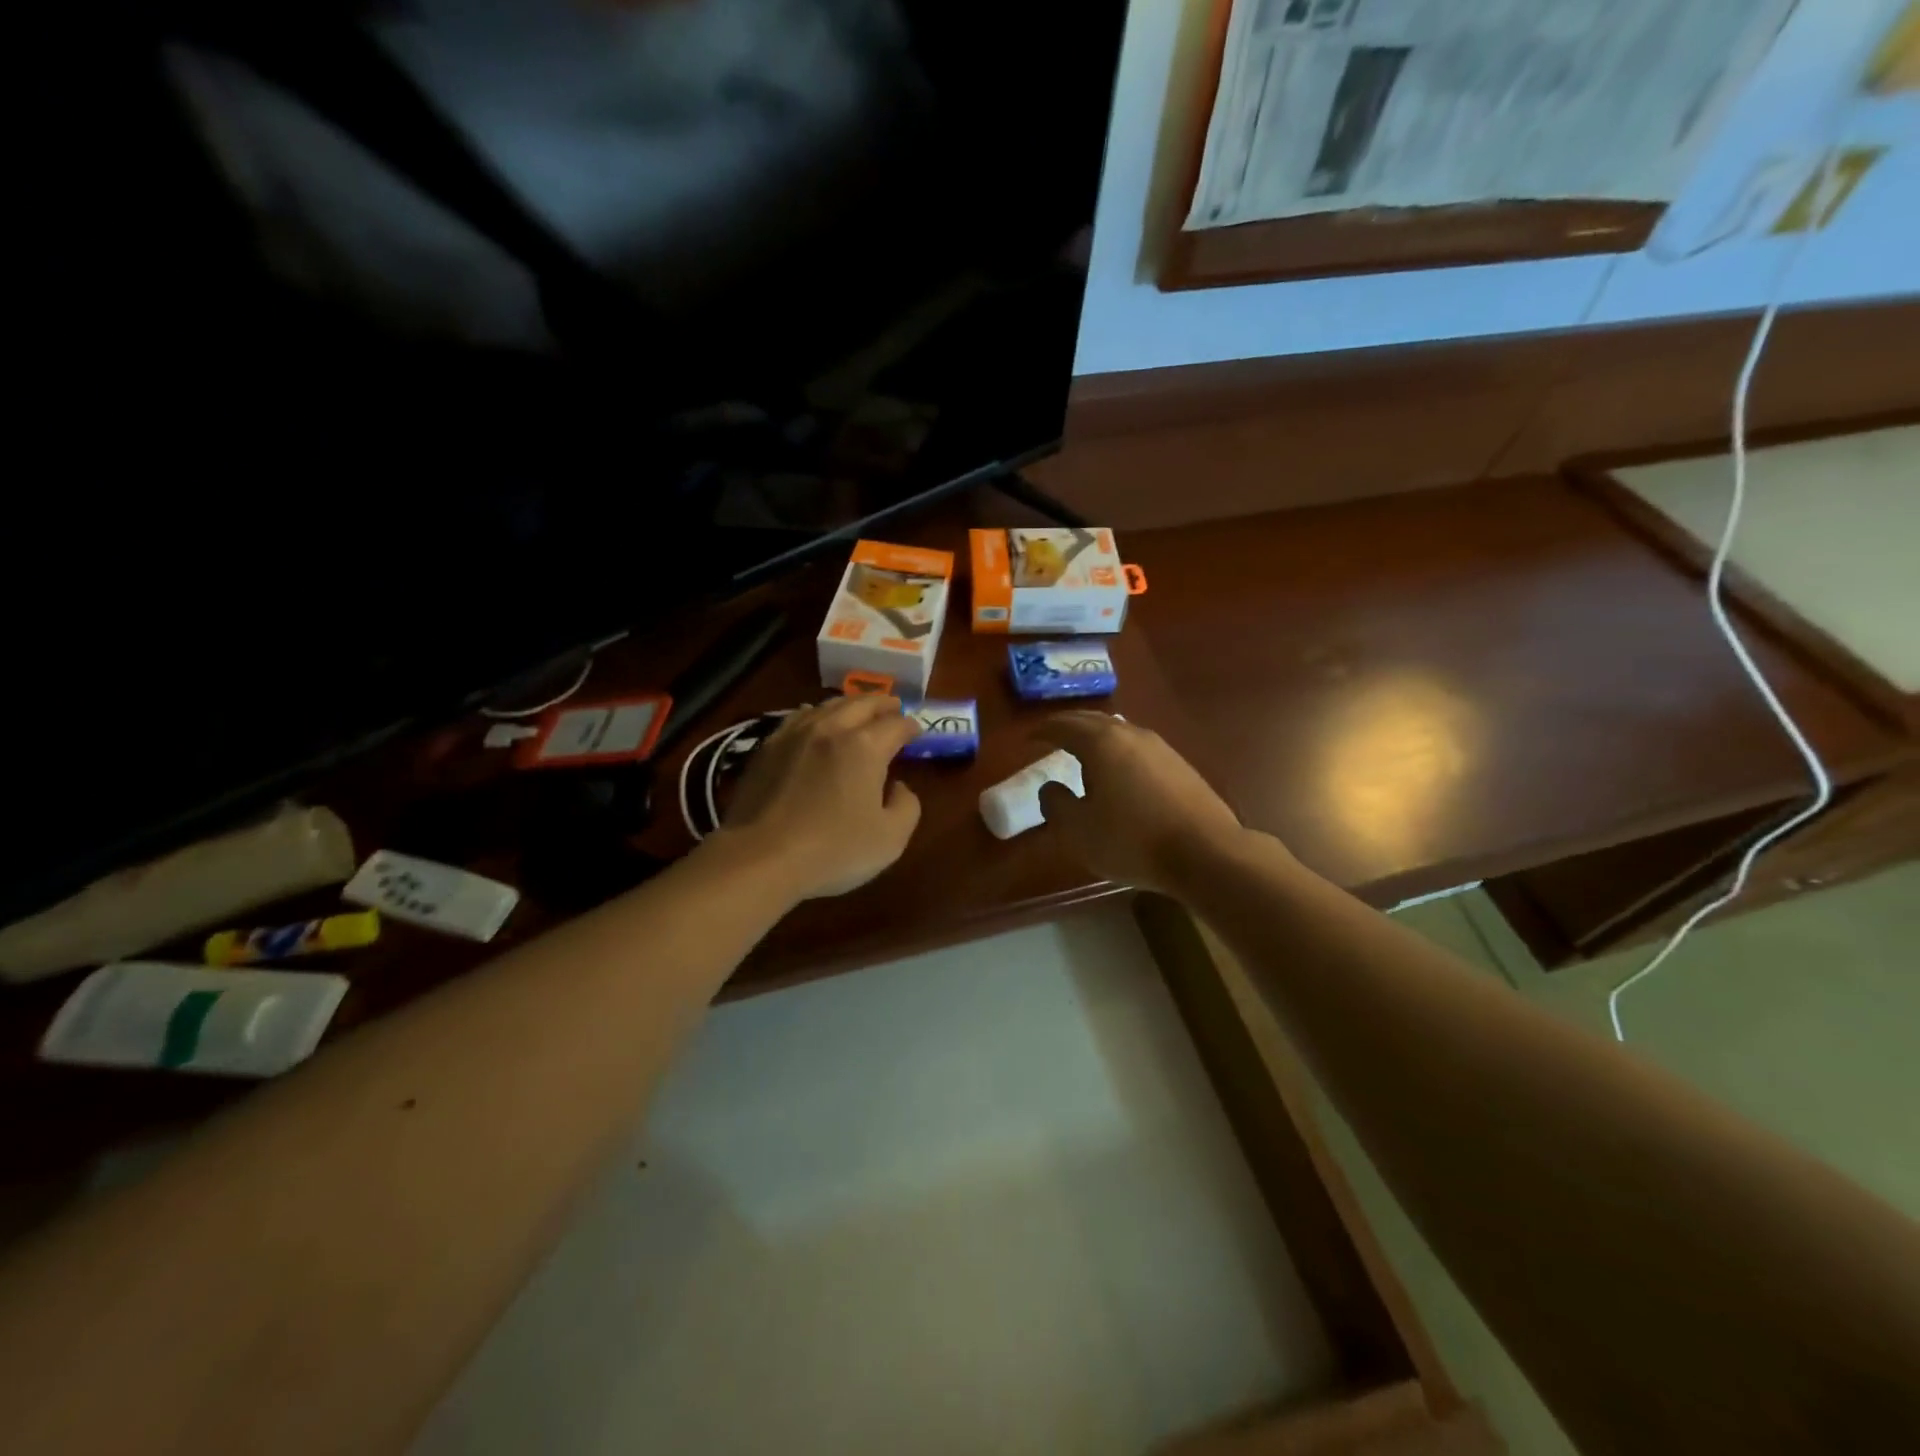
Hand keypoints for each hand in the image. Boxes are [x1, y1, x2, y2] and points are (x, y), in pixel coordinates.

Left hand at [711, 696, 923, 899]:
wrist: (760, 858)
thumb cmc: (833, 851)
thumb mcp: (891, 838)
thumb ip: (907, 807)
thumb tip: (899, 787)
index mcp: (865, 746)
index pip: (896, 725)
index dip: (911, 726)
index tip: (917, 733)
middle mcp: (831, 729)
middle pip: (862, 703)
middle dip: (882, 703)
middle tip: (893, 708)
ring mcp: (795, 734)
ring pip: (828, 705)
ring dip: (849, 705)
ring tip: (858, 711)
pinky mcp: (767, 747)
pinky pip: (798, 717)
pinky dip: (815, 714)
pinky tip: (814, 720)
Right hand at [1031, 712, 1248, 893]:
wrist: (1206, 853)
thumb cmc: (1132, 840)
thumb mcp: (1078, 831)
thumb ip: (1056, 805)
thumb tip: (1050, 788)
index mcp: (1101, 743)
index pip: (1064, 726)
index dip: (1042, 731)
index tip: (1028, 739)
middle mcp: (1131, 735)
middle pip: (1093, 721)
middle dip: (1069, 726)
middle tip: (1051, 736)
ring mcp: (1160, 748)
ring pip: (1119, 731)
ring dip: (1096, 737)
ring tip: (1083, 752)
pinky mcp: (1180, 765)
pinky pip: (1138, 748)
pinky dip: (1118, 751)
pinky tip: (1119, 771)